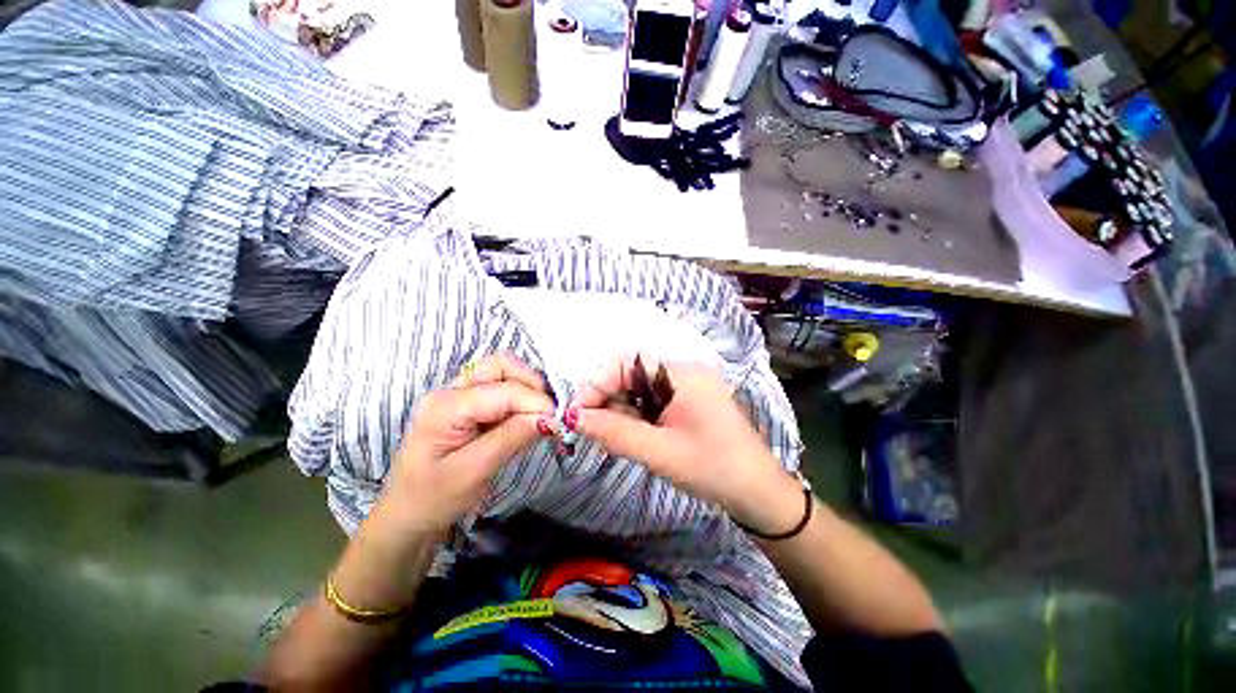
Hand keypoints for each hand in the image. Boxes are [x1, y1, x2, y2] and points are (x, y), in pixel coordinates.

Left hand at [379, 354, 553, 534]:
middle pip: (502, 365)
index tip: (560, 420)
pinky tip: (528, 416)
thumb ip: (512, 437)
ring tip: (542, 414)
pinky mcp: (468, 403)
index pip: (504, 390)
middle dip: (532, 383)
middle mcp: (451, 390)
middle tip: (550, 412)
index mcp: (446, 406)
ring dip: (528, 387)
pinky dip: (521, 395)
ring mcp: (458, 393)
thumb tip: (550, 417)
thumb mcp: (474, 472)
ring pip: (503, 371)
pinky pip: (501, 386)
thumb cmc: (433, 499)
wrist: (407, 515)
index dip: (536, 401)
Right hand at [574, 356, 802, 533]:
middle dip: (606, 400)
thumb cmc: (713, 469)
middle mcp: (683, 371)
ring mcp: (685, 386)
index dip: (597, 383)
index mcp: (681, 373)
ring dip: (619, 410)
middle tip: (589, 429)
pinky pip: (650, 401)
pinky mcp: (686, 402)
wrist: (758, 493)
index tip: (577, 413)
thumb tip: (573, 418)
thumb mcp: (659, 452)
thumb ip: (615, 432)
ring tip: (609, 437)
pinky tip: (629, 434)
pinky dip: (634, 416)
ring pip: (638, 389)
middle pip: (631, 374)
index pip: (626, 362)